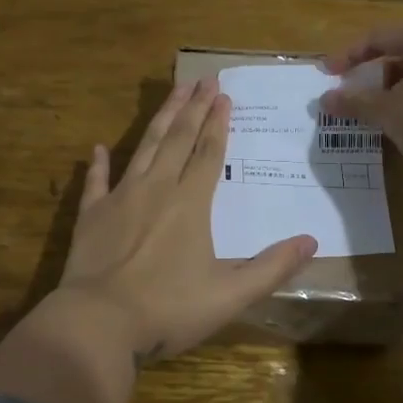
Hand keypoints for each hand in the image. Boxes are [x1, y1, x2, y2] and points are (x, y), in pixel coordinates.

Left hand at [56, 76, 317, 363]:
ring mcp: (120, 198)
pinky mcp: (91, 215)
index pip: (209, 153)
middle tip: (203, 79)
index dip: (218, 123)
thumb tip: (311, 242)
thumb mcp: (230, 295)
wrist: (98, 323)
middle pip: (178, 139)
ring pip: (144, 147)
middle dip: (193, 107)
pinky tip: (99, 148)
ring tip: (173, 92)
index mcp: (190, 204)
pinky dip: (99, 164)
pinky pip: (96, 182)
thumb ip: (271, 267)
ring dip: (161, 119)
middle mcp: (156, 189)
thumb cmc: (168, 309)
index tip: (224, 95)